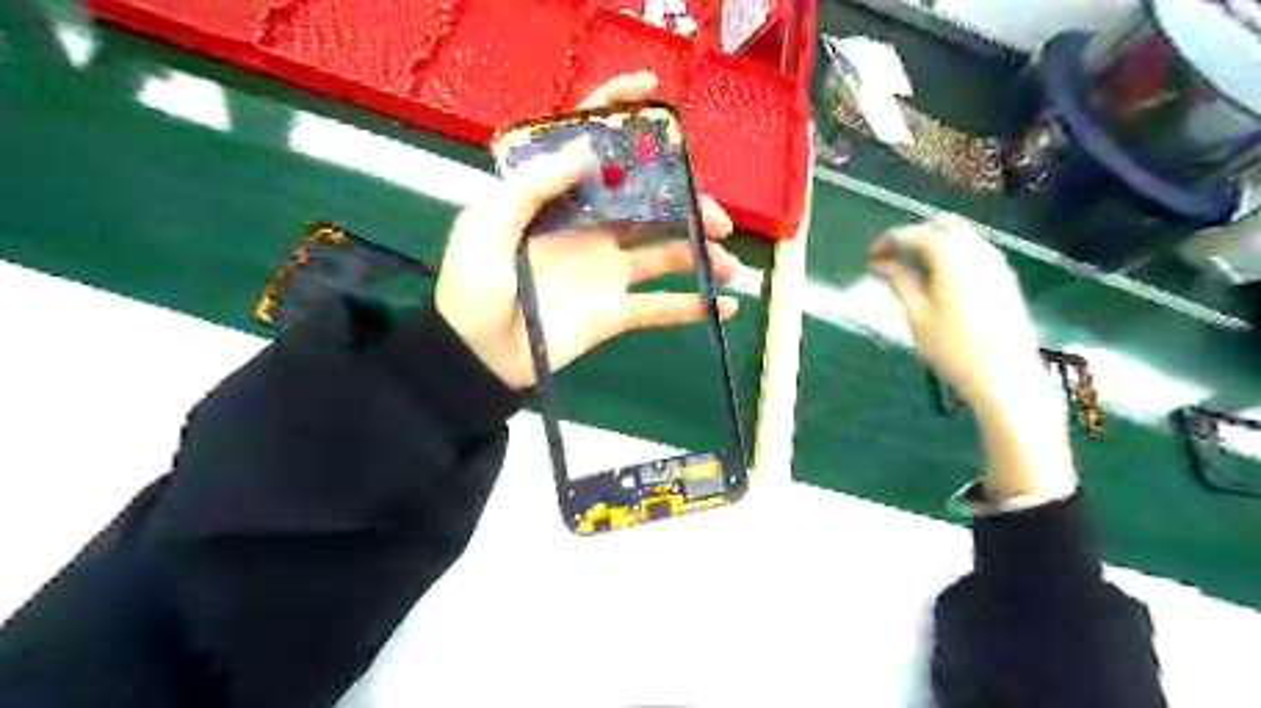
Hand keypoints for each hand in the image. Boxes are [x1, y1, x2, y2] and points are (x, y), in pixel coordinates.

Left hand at [439, 72, 740, 389]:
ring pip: (666, 253)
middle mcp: (591, 229)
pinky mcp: (616, 312)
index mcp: (559, 201)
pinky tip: (723, 305)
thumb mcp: (487, 224)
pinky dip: (693, 306)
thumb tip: (589, 145)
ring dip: (702, 254)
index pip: (592, 149)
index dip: (619, 114)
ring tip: (728, 264)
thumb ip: (533, 184)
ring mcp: (607, 271)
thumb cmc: (473, 285)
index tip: (654, 92)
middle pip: (649, 203)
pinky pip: (660, 307)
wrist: (478, 356)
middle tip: (717, 218)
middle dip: (688, 203)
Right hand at [873, 216, 1049, 414]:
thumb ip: (900, 282)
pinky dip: (953, 254)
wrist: (1004, 376)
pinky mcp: (1005, 279)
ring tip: (912, 266)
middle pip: (942, 226)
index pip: (914, 235)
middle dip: (914, 235)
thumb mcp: (916, 315)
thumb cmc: (951, 347)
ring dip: (934, 243)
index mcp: (950, 256)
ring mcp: (995, 263)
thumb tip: (883, 264)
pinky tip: (940, 277)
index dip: (888, 241)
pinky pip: (975, 251)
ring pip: (962, 236)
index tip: (869, 256)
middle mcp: (976, 250)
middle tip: (891, 256)